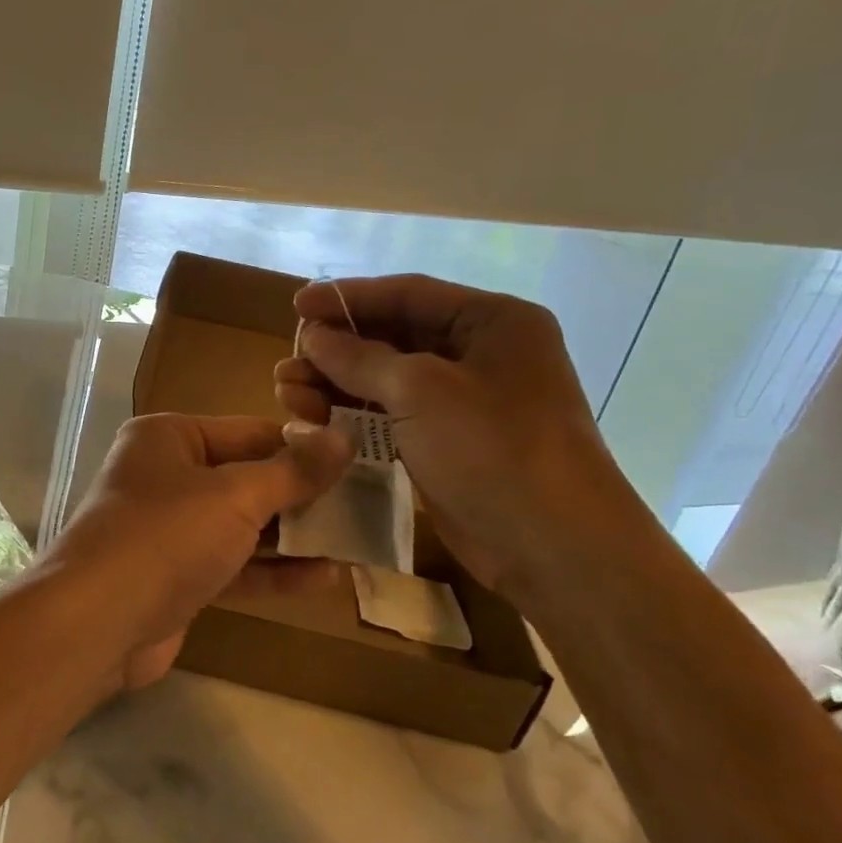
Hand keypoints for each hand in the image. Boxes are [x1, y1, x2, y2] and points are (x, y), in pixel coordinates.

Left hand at [46, 413, 351, 690]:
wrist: (96, 623)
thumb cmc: (165, 536)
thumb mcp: (235, 495)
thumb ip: (292, 471)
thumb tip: (342, 438)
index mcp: (169, 438)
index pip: (249, 432)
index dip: (303, 447)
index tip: (357, 461)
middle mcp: (166, 476)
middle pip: (247, 479)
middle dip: (303, 496)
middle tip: (365, 506)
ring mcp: (169, 530)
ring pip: (243, 526)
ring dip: (295, 537)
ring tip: (355, 542)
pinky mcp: (176, 577)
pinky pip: (233, 566)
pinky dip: (274, 572)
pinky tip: (325, 579)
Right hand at [273, 275, 633, 597]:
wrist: (554, 548)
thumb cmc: (494, 449)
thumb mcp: (420, 391)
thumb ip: (360, 358)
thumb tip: (314, 336)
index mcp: (492, 322)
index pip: (407, 294)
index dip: (347, 298)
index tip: (296, 307)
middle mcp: (480, 354)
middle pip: (393, 337)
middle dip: (336, 349)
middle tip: (287, 362)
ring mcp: (464, 403)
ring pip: (386, 380)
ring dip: (335, 384)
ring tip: (287, 393)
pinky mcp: (447, 443)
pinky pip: (391, 416)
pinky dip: (353, 415)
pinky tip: (313, 418)